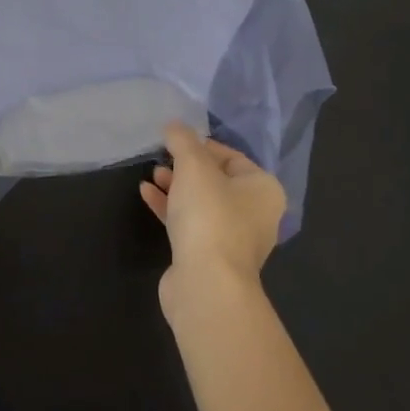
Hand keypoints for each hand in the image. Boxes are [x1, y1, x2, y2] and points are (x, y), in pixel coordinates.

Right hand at [140, 122, 286, 316]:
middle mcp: (255, 214)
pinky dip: (170, 209)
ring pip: (202, 204)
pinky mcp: (209, 258)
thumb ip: (183, 140)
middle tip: (162, 159)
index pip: (232, 156)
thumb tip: (174, 125)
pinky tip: (146, 195)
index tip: (175, 141)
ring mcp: (232, 240)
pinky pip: (190, 224)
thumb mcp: (193, 166)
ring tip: (152, 175)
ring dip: (176, 187)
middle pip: (216, 180)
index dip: (202, 145)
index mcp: (263, 189)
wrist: (206, 285)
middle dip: (186, 167)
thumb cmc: (210, 216)